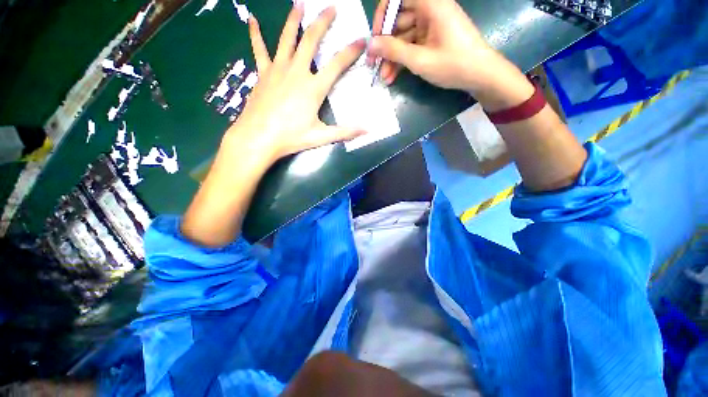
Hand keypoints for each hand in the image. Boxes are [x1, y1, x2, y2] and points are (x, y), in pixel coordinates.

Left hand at [230, 5, 366, 161]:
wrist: (259, 137)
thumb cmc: (291, 137)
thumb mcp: (321, 137)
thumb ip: (345, 132)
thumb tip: (367, 130)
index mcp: (313, 88)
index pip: (337, 64)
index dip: (351, 51)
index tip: (362, 39)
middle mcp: (297, 72)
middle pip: (311, 40)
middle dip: (323, 22)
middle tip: (331, 7)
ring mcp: (277, 69)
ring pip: (286, 38)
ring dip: (294, 19)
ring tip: (299, 4)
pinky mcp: (263, 73)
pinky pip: (258, 48)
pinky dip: (255, 33)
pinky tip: (251, 20)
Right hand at [367, 0, 507, 92]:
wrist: (481, 76)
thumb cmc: (454, 65)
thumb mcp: (420, 60)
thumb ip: (394, 51)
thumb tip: (370, 44)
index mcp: (431, 4)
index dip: (383, 15)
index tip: (375, 38)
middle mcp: (430, 10)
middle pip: (399, 20)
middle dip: (385, 44)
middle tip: (374, 65)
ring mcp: (431, 25)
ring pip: (403, 37)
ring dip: (392, 57)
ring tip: (384, 77)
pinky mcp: (432, 39)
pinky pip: (411, 45)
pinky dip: (402, 60)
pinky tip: (393, 76)